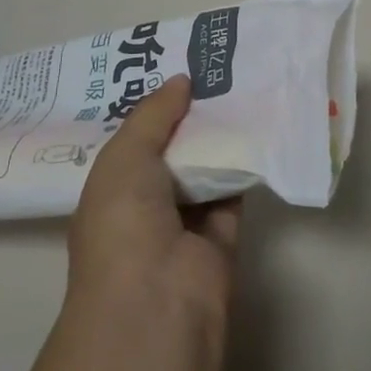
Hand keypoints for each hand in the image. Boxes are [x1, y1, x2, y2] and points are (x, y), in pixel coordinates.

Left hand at [68, 75, 241, 325]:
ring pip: (205, 169)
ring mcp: (184, 224)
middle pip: (172, 151)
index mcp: (110, 190)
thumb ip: (153, 115)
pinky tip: (260, 126)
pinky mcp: (222, 237)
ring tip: (242, 86)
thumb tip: (182, 80)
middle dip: (189, 115)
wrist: (157, 301)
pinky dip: (245, 165)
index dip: (152, 107)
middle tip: (216, 69)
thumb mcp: (124, 157)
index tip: (177, 68)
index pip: (132, 141)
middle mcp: (145, 205)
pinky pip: (234, 192)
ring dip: (220, 137)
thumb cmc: (124, 223)